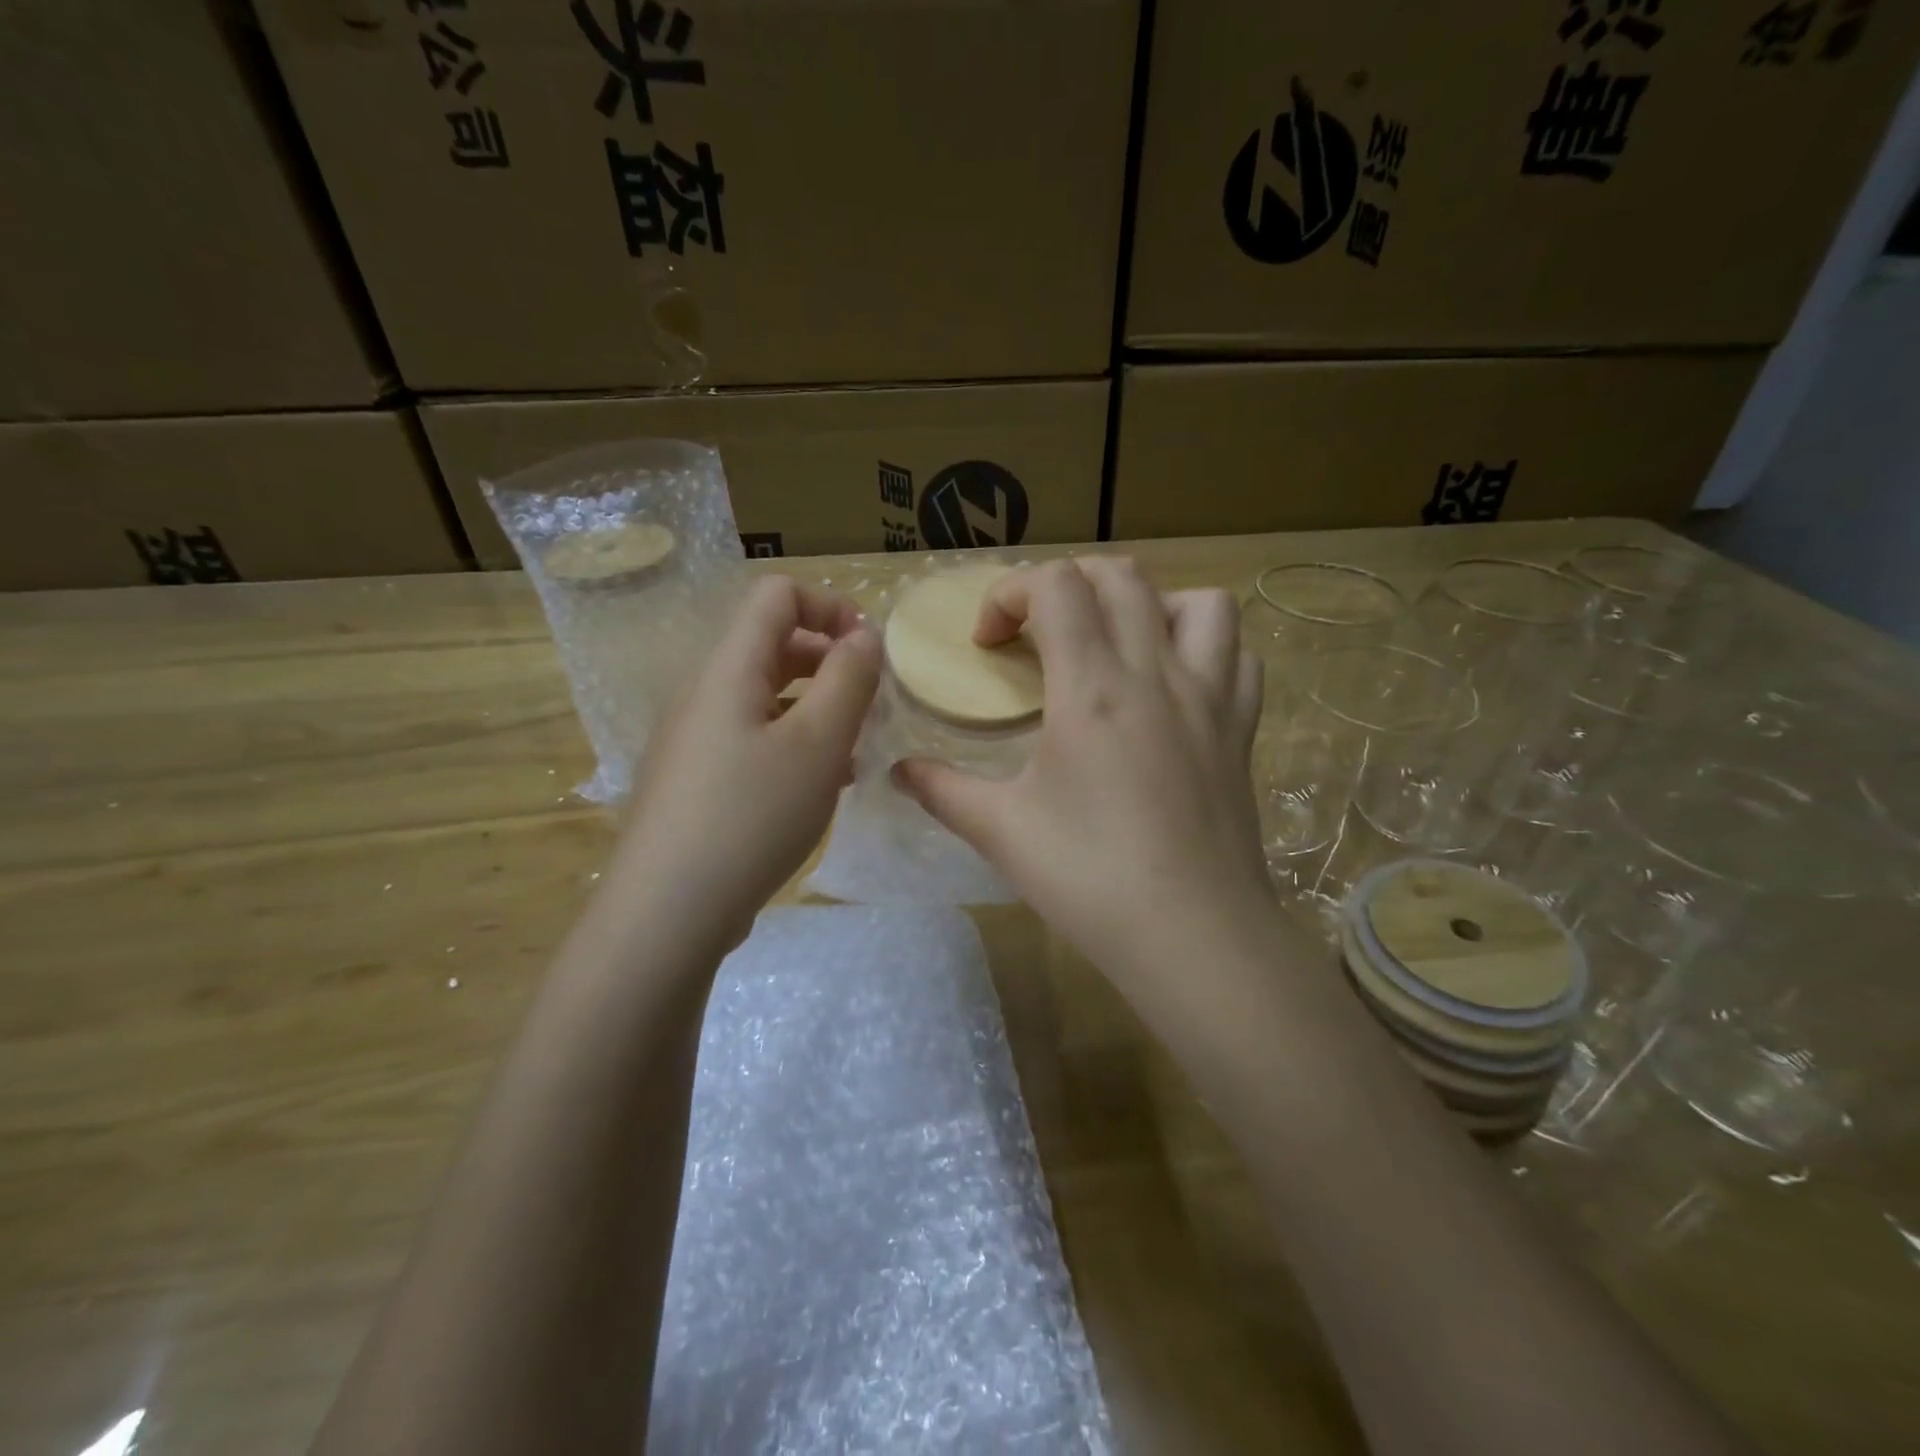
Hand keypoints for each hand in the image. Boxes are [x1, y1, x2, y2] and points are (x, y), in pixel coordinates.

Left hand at [604, 576, 880, 954]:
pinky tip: (819, 787)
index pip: (777, 596)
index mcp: (728, 669)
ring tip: (852, 753)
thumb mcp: (818, 743)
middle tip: (869, 706)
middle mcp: (704, 693)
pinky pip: (751, 739)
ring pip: (765, 698)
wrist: (667, 913)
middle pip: (772, 645)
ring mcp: (694, 739)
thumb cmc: (751, 816)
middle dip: (829, 662)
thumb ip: (848, 679)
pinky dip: (792, 745)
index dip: (831, 607)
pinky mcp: (695, 780)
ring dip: (815, 708)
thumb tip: (862, 637)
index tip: (871, 652)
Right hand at [893, 558, 1273, 994]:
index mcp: (1092, 687)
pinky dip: (1207, 651)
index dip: (1010, 594)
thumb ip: (943, 790)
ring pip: (1200, 603)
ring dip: (1151, 604)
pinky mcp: (1241, 732)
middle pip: (1121, 577)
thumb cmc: (1089, 878)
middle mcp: (1157, 673)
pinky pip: (1238, 658)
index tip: (988, 645)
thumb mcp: (1001, 832)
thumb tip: (898, 772)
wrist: (1193, 936)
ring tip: (1119, 642)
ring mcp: (1211, 699)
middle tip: (1038, 632)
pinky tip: (1177, 685)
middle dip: (1067, 584)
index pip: (1056, 585)